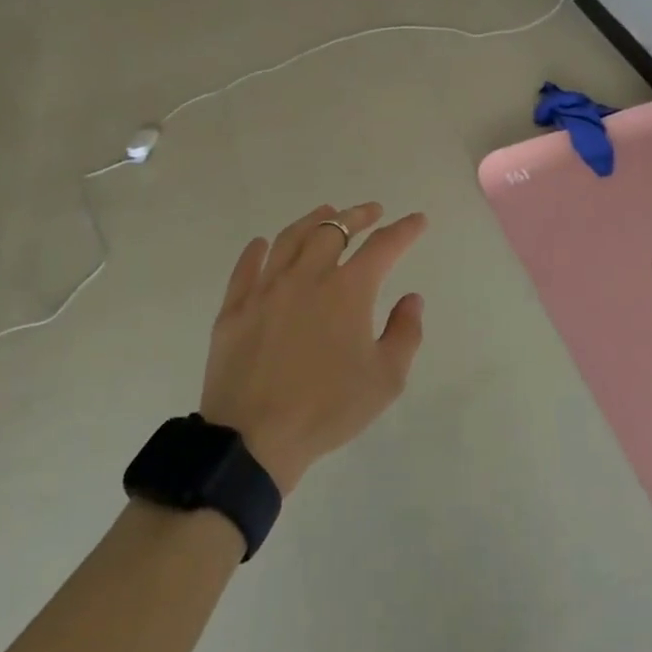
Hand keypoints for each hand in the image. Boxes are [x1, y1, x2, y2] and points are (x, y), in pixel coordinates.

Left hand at [200, 204, 427, 494]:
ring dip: (313, 221)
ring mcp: (266, 289)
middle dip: (358, 215)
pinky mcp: (234, 308)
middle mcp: (307, 277)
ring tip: (326, 214)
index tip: (417, 220)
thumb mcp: (386, 379)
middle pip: (334, 230)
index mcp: (348, 290)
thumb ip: (405, 333)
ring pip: (290, 239)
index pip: (383, 247)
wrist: (253, 439)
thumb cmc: (327, 409)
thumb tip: (411, 299)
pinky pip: (246, 268)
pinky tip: (262, 244)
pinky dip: (257, 250)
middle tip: (372, 212)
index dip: (404, 230)